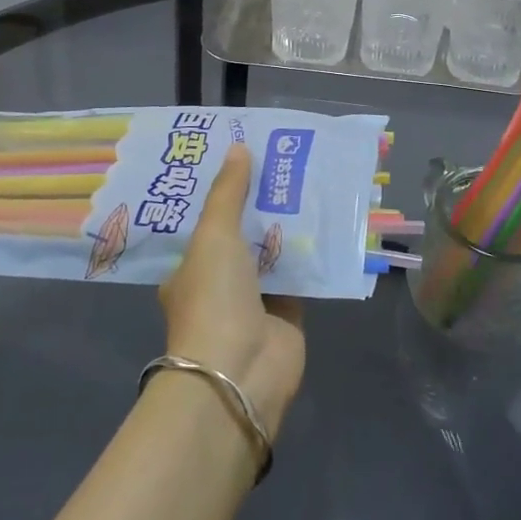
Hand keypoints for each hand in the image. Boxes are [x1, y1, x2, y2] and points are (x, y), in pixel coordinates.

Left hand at [158, 144, 304, 437]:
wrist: (240, 371)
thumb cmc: (214, 297)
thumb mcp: (213, 236)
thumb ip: (228, 192)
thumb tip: (238, 148)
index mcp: (190, 267)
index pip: (204, 220)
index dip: (222, 190)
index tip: (241, 157)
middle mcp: (220, 282)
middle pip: (242, 233)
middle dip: (260, 202)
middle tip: (283, 161)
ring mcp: (255, 299)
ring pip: (274, 251)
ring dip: (289, 224)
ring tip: (310, 180)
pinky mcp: (289, 312)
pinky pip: (301, 273)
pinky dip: (313, 252)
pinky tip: (330, 220)